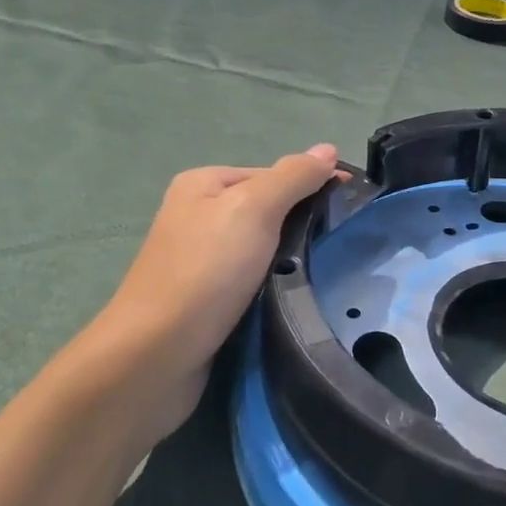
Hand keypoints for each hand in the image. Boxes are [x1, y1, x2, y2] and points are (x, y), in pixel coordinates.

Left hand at [71, 145, 340, 436]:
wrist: (155, 357)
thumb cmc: (206, 272)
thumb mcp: (254, 209)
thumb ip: (293, 177)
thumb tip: (328, 149)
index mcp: (204, 184)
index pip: (274, 175)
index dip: (312, 187)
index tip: (350, 209)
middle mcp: (198, 216)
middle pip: (269, 211)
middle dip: (302, 226)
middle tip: (338, 247)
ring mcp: (200, 260)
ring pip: (264, 249)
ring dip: (291, 260)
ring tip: (323, 275)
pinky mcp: (207, 299)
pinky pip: (253, 281)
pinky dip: (275, 287)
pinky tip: (294, 297)